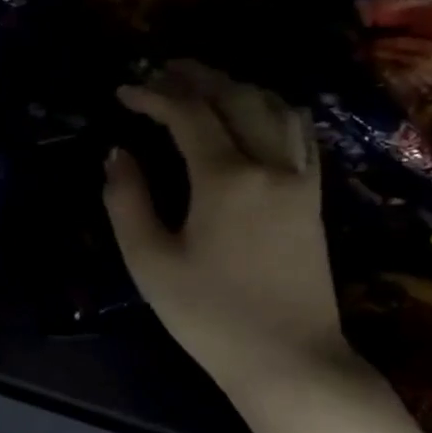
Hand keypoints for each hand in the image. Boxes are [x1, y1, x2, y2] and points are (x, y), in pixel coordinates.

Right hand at [104, 62, 344, 392]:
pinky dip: (270, 109)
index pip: (188, 115)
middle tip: (160, 73)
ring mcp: (300, 179)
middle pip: (236, 97)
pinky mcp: (314, 196)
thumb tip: (117, 155)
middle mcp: (270, 165)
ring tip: (202, 87)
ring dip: (236, 87)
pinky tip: (251, 117)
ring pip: (275, 107)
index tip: (122, 92)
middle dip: (196, 77)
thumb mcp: (150, 262)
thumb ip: (127, 201)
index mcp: (227, 179)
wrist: (289, 359)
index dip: (152, 95)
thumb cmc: (209, 315)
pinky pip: (298, 132)